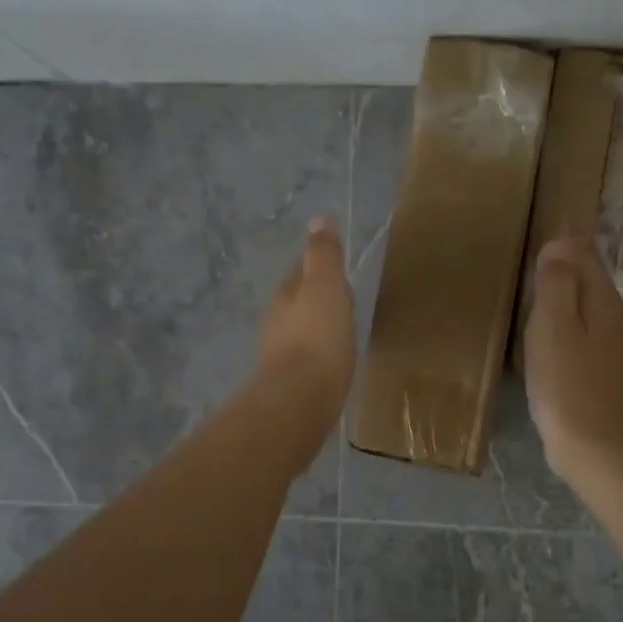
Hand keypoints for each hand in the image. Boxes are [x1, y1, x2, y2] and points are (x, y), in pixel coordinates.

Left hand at [253, 217, 357, 448]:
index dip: (321, 268)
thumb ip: (323, 255)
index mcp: (284, 295)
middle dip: (320, 300)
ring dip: (319, 329)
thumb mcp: (325, 287)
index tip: (340, 272)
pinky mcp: (290, 384)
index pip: (301, 272)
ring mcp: (280, 355)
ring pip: (303, 331)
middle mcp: (276, 322)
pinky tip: (333, 364)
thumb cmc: (317, 338)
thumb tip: (318, 220)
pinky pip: (309, 360)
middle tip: (346, 303)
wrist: (299, 401)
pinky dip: (321, 355)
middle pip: (300, 302)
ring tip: (343, 333)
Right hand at [524, 236, 622, 481]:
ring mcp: (621, 355)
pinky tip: (557, 346)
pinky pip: (591, 340)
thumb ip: (557, 285)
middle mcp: (620, 325)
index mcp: (606, 306)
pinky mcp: (613, 380)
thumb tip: (560, 246)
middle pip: (595, 286)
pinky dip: (573, 330)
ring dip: (571, 302)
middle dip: (571, 271)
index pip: (589, 260)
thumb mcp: (553, 329)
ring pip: (594, 314)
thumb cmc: (568, 387)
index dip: (568, 246)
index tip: (545, 238)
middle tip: (540, 263)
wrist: (601, 453)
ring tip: (542, 300)